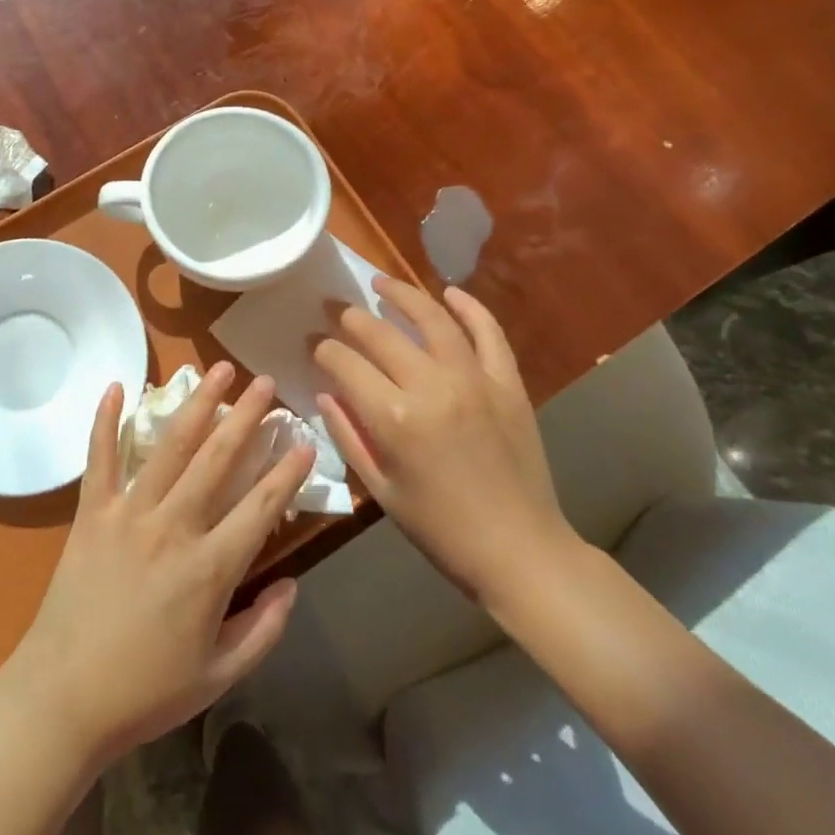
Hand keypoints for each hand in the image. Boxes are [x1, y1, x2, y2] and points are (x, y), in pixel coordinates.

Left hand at [3, 362, 316, 765]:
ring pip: (169, 446)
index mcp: (209, 569)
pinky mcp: (91, 512)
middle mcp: (172, 527)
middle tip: (265, 381)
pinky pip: (99, 457)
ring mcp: (128, 513)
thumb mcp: (219, 676)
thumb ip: (264, 630)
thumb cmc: (145, 692)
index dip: (287, 472)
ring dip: (197, 404)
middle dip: (246, 416)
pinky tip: (118, 385)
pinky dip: (106, 419)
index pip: (260, 507)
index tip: (303, 440)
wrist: (63, 698)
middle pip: (217, 459)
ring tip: (215, 368)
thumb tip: (292, 584)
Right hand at [312, 278, 579, 615]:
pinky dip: (470, 308)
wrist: (520, 551)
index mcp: (393, 418)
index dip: (323, 349)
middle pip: (380, 333)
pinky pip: (489, 333)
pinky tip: (450, 294)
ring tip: (382, 283)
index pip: (344, 363)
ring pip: (432, 319)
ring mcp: (474, 380)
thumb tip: (325, 393)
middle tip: (336, 310)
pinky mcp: (508, 383)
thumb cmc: (440, 529)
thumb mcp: (381, 490)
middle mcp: (431, 387)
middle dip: (350, 317)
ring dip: (403, 294)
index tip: (314, 345)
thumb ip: (348, 435)